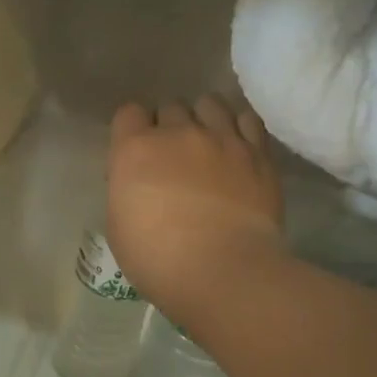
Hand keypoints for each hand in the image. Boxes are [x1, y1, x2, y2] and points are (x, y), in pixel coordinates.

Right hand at [107, 96, 284, 328]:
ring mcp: (222, 138)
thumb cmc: (158, 260)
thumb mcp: (119, 227)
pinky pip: (247, 119)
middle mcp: (177, 133)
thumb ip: (126, 191)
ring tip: (207, 143)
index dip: (131, 131)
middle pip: (170, 107)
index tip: (136, 155)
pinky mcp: (258, 153)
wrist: (223, 272)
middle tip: (172, 156)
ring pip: (210, 104)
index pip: (128, 113)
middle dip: (168, 127)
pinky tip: (236, 145)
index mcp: (135, 150)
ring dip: (203, 119)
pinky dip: (238, 127)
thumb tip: (139, 182)